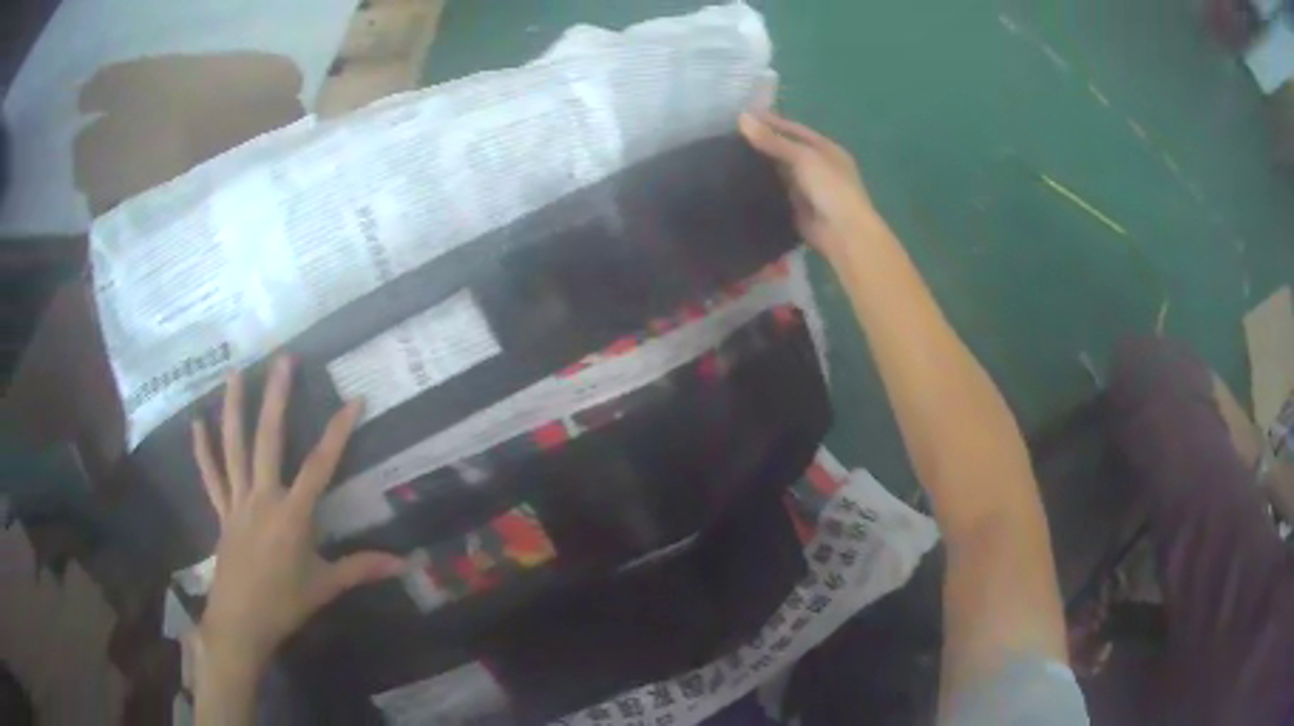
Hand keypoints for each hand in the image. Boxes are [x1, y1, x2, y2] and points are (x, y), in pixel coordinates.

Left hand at [191, 356, 403, 678]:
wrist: (241, 621)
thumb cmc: (285, 603)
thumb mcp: (326, 586)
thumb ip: (362, 568)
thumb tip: (405, 564)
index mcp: (293, 515)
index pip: (320, 465)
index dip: (338, 432)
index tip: (353, 400)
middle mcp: (263, 497)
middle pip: (268, 439)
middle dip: (277, 397)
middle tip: (283, 359)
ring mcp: (237, 501)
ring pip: (234, 447)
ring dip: (234, 408)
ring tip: (236, 372)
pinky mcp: (221, 511)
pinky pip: (210, 475)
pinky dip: (203, 449)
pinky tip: (196, 422)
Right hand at [739, 111, 875, 259]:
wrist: (843, 233)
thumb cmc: (831, 188)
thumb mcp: (803, 157)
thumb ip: (772, 140)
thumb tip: (742, 117)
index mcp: (826, 149)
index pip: (794, 130)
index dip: (770, 121)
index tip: (742, 116)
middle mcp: (818, 167)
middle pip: (786, 150)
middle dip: (762, 144)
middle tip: (728, 136)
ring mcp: (807, 189)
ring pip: (779, 172)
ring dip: (759, 167)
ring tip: (726, 157)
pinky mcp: (797, 209)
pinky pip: (775, 194)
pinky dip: (760, 189)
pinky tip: (737, 183)